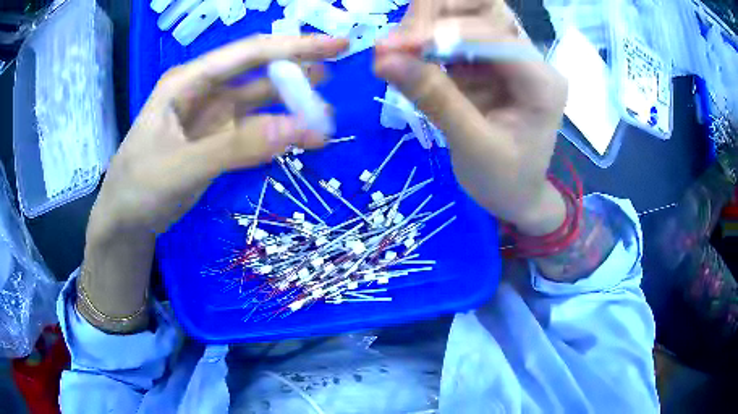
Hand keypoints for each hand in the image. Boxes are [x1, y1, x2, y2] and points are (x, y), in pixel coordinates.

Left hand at [88, 35, 347, 239]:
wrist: (125, 221)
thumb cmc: (139, 188)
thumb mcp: (181, 168)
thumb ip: (236, 148)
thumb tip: (298, 129)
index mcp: (188, 82)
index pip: (248, 53)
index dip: (295, 46)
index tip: (338, 45)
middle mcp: (203, 91)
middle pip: (258, 72)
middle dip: (297, 70)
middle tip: (338, 72)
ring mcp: (211, 117)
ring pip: (260, 102)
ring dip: (292, 105)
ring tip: (325, 114)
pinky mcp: (216, 141)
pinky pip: (254, 130)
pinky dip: (278, 133)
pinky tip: (300, 138)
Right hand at [374, 0, 567, 234]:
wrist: (516, 197)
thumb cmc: (504, 181)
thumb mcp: (472, 146)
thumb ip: (434, 99)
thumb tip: (384, 60)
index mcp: (542, 82)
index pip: (493, 34)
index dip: (442, 32)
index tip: (392, 47)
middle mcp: (530, 60)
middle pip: (485, 9)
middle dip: (437, 16)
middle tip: (396, 42)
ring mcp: (509, 57)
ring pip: (468, 14)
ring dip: (428, 22)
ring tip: (396, 49)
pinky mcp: (488, 62)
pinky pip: (456, 36)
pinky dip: (426, 39)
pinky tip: (405, 55)